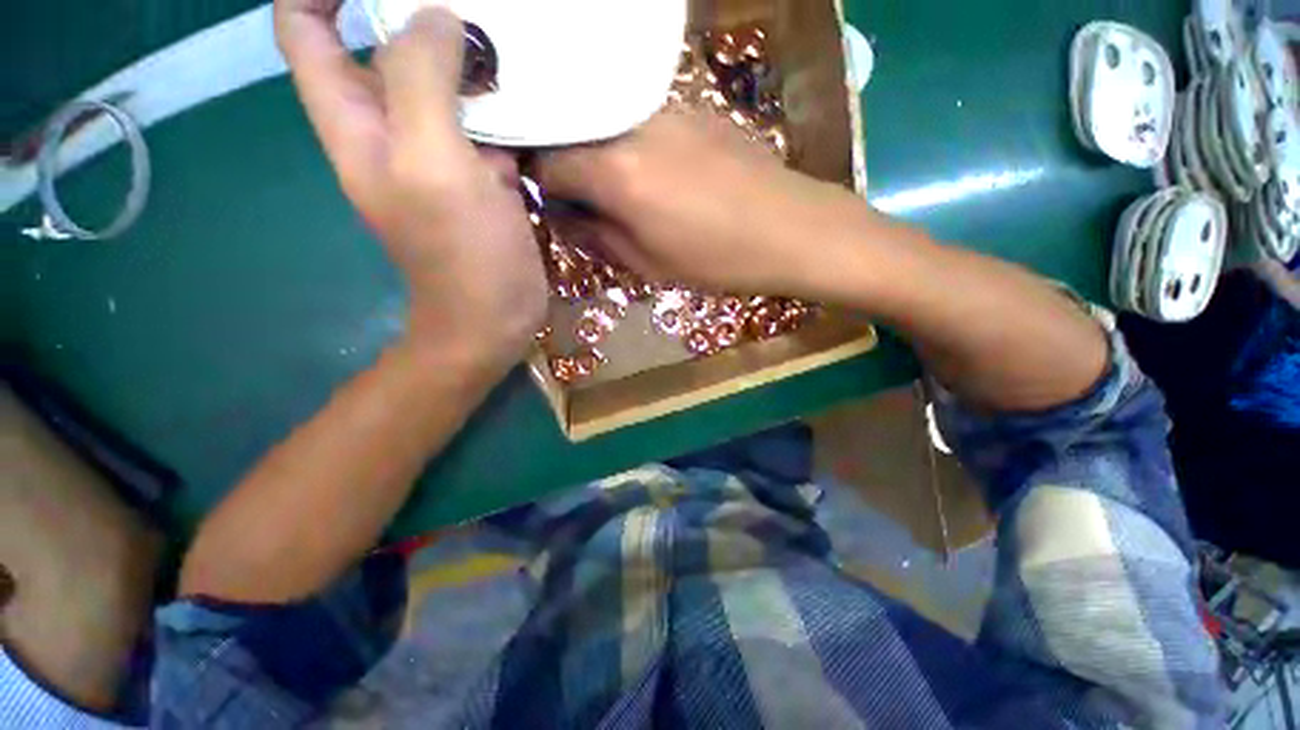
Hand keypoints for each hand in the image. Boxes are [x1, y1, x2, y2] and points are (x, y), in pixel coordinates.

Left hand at [275, 1, 546, 368]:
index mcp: (356, 120)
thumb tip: (434, 15)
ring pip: (440, 79)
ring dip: (468, 51)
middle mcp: (391, 127)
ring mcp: (442, 151)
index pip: (307, 30)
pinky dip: (503, 98)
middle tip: (472, 8)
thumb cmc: (461, 255)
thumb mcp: (431, 166)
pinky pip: (484, 119)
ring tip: (507, 34)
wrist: (495, 316)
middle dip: (412, 10)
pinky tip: (532, 89)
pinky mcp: (483, 174)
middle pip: (381, 43)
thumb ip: (420, 81)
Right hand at [534, 110, 851, 294]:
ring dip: (599, 154)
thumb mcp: (649, 264)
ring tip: (622, 191)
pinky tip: (654, 171)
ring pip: (605, 124)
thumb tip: (563, 218)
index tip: (557, 208)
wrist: (790, 228)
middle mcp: (629, 126)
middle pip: (571, 135)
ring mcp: (663, 109)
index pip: (547, 163)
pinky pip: (639, 120)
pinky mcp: (691, 107)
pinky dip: (630, 143)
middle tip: (586, 204)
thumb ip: (596, 237)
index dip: (542, 187)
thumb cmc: (717, 259)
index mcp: (615, 172)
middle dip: (567, 169)